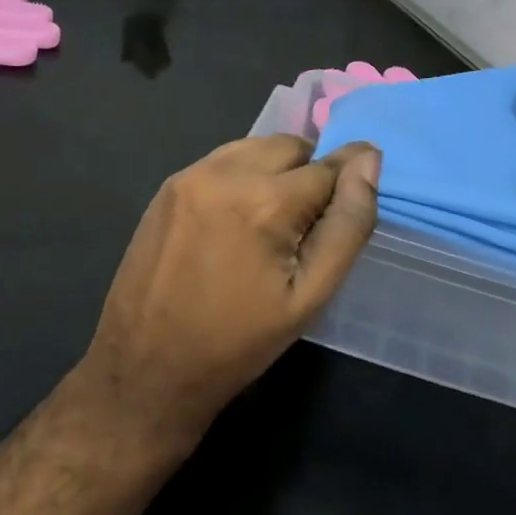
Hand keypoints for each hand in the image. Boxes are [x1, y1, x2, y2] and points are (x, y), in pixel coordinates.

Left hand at [77, 135, 381, 446]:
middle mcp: (225, 172)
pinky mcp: (168, 186)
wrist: (146, 367)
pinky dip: (243, 176)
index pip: (328, 166)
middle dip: (310, 175)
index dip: (347, 182)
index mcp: (264, 200)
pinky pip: (222, 161)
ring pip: (255, 148)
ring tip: (272, 222)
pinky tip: (237, 220)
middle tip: (307, 225)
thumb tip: (369, 163)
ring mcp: (190, 175)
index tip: (357, 196)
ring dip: (276, 170)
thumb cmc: (237, 341)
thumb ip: (347, 225)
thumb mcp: (309, 296)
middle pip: (291, 147)